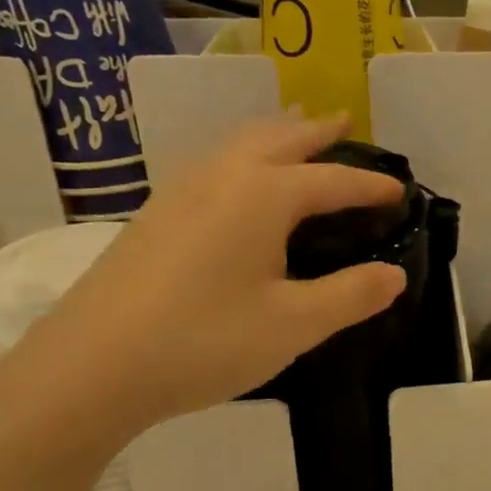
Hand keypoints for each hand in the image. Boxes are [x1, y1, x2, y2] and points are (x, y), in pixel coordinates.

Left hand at [19, 112, 406, 436]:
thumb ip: (350, 295)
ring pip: (237, 144)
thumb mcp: (293, 324)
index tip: (400, 190)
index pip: (331, 181)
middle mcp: (221, 177)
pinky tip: (237, 181)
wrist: (90, 368)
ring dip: (275, 134)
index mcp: (262, 195)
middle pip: (278, 138)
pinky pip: (213, 164)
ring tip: (295, 134)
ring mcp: (179, 192)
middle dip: (316, 130)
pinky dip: (242, 155)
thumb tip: (394, 275)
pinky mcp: (153, 215)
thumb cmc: (204, 340)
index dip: (369, 185)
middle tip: (345, 122)